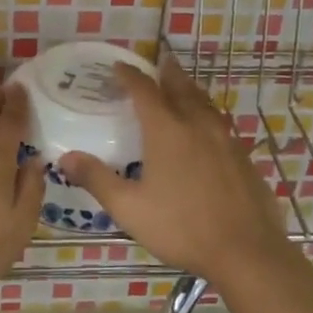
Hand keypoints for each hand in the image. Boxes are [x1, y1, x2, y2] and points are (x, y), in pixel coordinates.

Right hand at [59, 56, 297, 288]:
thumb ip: (97, 179)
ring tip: (181, 87)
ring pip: (204, 103)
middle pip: (180, 87)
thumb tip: (66, 158)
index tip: (118, 66)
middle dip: (166, 72)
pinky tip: (207, 128)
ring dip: (189, 89)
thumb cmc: (182, 227)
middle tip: (158, 61)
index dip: (129, 75)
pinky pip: (220, 123)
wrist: (247, 251)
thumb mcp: (129, 208)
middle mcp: (197, 125)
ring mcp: (225, 139)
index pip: (144, 91)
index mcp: (167, 131)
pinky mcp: (243, 157)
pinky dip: (207, 113)